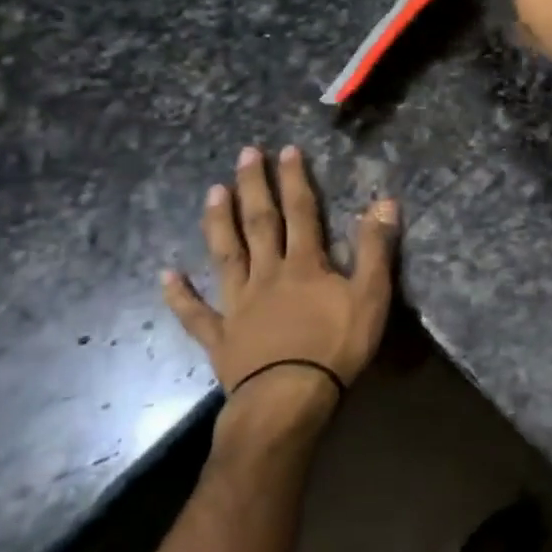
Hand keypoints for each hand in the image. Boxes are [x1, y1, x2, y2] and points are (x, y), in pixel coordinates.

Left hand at [162, 146, 398, 416]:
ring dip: (219, 223)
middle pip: (259, 224)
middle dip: (254, 187)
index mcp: (304, 264)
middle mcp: (267, 275)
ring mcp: (238, 305)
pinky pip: (196, 314)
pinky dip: (181, 295)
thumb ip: (375, 248)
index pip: (300, 212)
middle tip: (245, 154)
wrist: (289, 400)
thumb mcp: (371, 295)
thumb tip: (384, 201)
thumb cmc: (336, 347)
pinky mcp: (221, 338)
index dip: (294, 180)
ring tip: (213, 192)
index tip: (287, 151)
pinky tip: (167, 275)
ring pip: (226, 256)